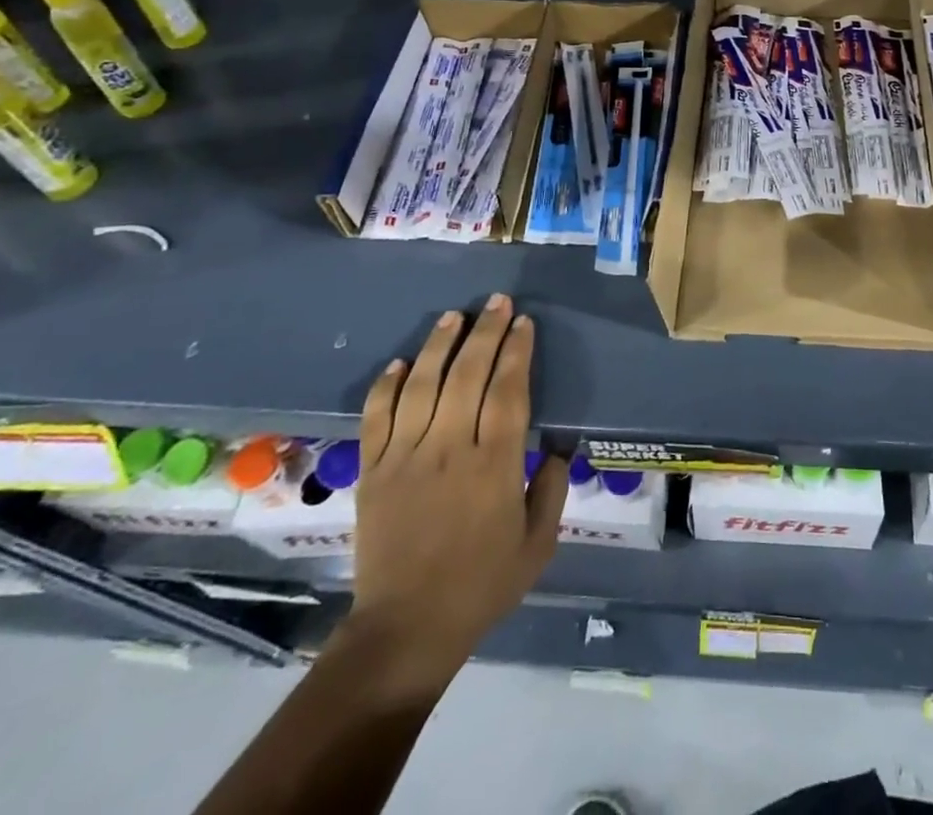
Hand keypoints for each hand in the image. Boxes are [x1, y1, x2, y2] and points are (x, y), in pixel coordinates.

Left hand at [343, 293, 567, 701]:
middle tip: (498, 302)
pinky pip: (377, 417)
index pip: (508, 391)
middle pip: (468, 375)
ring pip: (422, 385)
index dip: (517, 352)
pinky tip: (401, 361)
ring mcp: (406, 457)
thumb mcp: (538, 545)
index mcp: (495, 465)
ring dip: (439, 345)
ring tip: (454, 316)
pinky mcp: (373, 471)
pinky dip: (387, 385)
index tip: (524, 323)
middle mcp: (450, 449)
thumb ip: (552, 489)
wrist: (406, 629)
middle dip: (486, 332)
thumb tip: (560, 447)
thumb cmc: (481, 586)